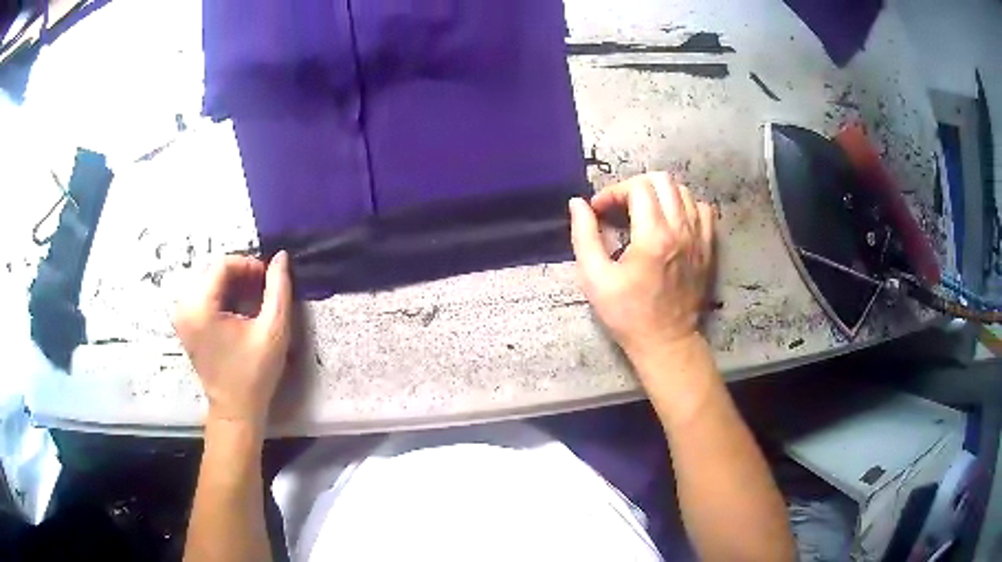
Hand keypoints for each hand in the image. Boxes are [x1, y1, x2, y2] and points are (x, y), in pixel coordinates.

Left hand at [174, 252, 292, 428]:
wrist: (235, 410)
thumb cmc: (254, 373)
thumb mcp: (273, 330)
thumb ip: (278, 289)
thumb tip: (281, 256)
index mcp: (200, 307)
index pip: (222, 265)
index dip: (249, 265)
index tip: (268, 279)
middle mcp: (184, 307)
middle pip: (213, 271)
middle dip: (240, 274)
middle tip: (263, 289)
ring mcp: (181, 316)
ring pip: (208, 281)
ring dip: (232, 284)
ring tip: (253, 299)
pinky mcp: (185, 324)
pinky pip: (203, 295)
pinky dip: (222, 295)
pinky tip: (238, 309)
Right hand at [569, 173, 714, 355]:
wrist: (666, 341)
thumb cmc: (627, 314)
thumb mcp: (594, 278)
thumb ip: (584, 236)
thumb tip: (578, 203)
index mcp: (653, 237)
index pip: (637, 188)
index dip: (613, 192)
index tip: (599, 210)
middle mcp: (681, 230)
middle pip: (662, 180)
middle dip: (635, 186)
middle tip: (620, 206)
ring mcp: (699, 237)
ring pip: (683, 191)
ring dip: (659, 194)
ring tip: (643, 212)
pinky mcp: (708, 247)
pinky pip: (702, 209)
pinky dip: (684, 206)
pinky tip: (671, 221)